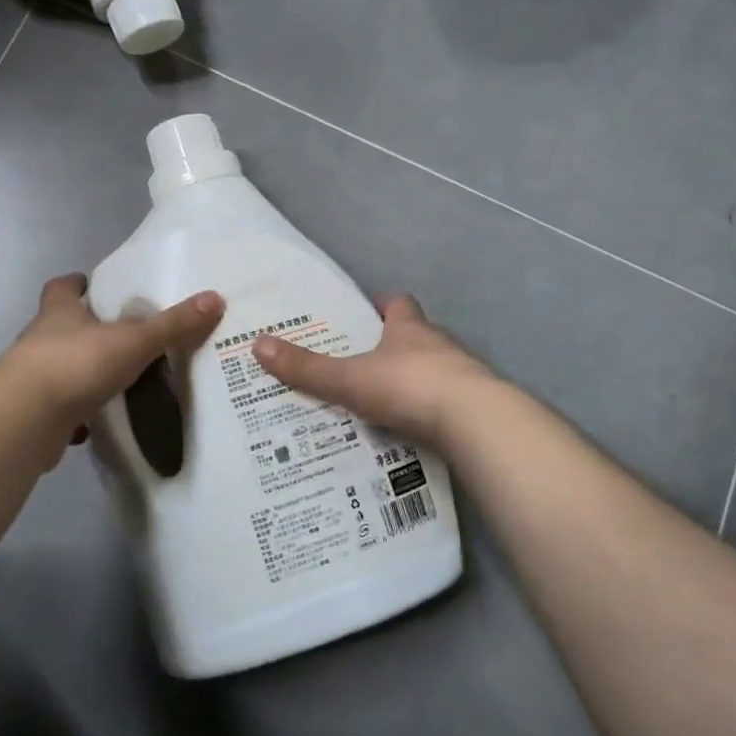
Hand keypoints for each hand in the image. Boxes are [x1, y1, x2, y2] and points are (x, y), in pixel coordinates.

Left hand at [0, 274, 223, 442]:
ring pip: (58, 368)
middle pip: (59, 327)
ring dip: (80, 372)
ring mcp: (32, 378)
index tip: (89, 284)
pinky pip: (58, 409)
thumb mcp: (134, 340)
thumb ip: (173, 324)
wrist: (26, 418)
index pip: (61, 288)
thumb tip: (215, 298)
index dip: (75, 284)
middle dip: (83, 329)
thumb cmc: (77, 363)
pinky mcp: (32, 414)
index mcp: (59, 313)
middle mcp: (40, 340)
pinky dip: (75, 413)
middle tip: (117, 335)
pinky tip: (96, 422)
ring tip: (113, 379)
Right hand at [252, 295, 499, 448]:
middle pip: (418, 336)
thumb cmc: (409, 386)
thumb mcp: (349, 379)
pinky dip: (432, 411)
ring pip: (436, 369)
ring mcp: (463, 375)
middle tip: (366, 362)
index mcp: (409, 328)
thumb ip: (306, 368)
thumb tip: (257, 344)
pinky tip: (415, 430)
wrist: (476, 422)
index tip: (368, 313)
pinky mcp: (477, 406)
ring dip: (416, 379)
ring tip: (385, 401)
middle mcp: (439, 344)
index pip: (399, 305)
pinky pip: (449, 403)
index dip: (385, 306)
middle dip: (396, 346)